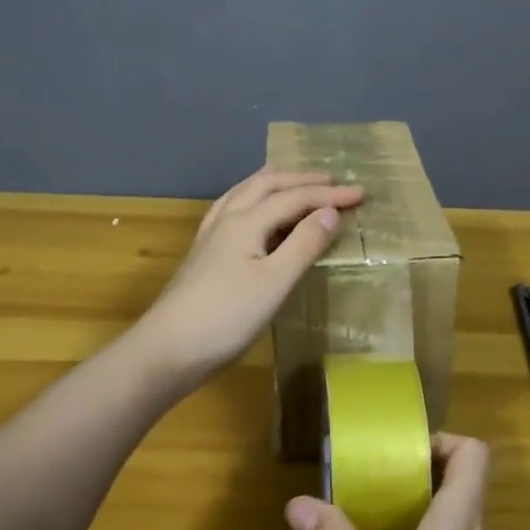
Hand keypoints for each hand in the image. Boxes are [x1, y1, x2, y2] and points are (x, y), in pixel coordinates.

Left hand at [134, 167, 363, 384]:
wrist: (167, 349)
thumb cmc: (226, 317)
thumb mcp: (275, 282)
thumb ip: (304, 244)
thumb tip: (330, 212)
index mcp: (246, 222)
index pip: (295, 198)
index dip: (329, 194)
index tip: (361, 193)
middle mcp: (227, 219)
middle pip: (267, 185)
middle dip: (303, 180)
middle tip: (334, 181)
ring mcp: (211, 235)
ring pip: (245, 192)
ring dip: (276, 182)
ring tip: (295, 182)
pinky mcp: (204, 252)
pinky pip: (233, 207)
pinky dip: (254, 198)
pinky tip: (252, 211)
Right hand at [285, 434, 529, 529]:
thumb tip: (296, 501)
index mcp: (460, 523)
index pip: (473, 453)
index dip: (441, 441)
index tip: (397, 453)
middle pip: (458, 484)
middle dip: (413, 476)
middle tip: (367, 486)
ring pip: (451, 525)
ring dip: (413, 516)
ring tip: (367, 527)